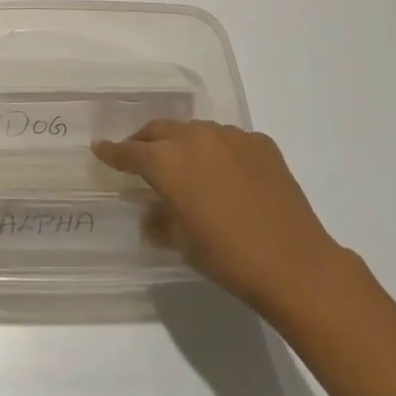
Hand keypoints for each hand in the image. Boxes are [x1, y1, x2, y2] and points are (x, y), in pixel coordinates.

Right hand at [93, 119, 344, 314]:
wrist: (296, 264)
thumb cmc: (229, 258)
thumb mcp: (183, 244)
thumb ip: (160, 222)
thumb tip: (151, 217)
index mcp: (168, 161)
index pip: (130, 151)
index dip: (112, 152)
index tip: (100, 148)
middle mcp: (195, 137)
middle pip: (159, 131)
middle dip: (145, 142)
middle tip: (139, 157)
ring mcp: (230, 136)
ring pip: (195, 132)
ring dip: (183, 145)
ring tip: (186, 167)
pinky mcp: (260, 143)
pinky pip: (228, 141)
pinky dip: (218, 153)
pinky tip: (227, 177)